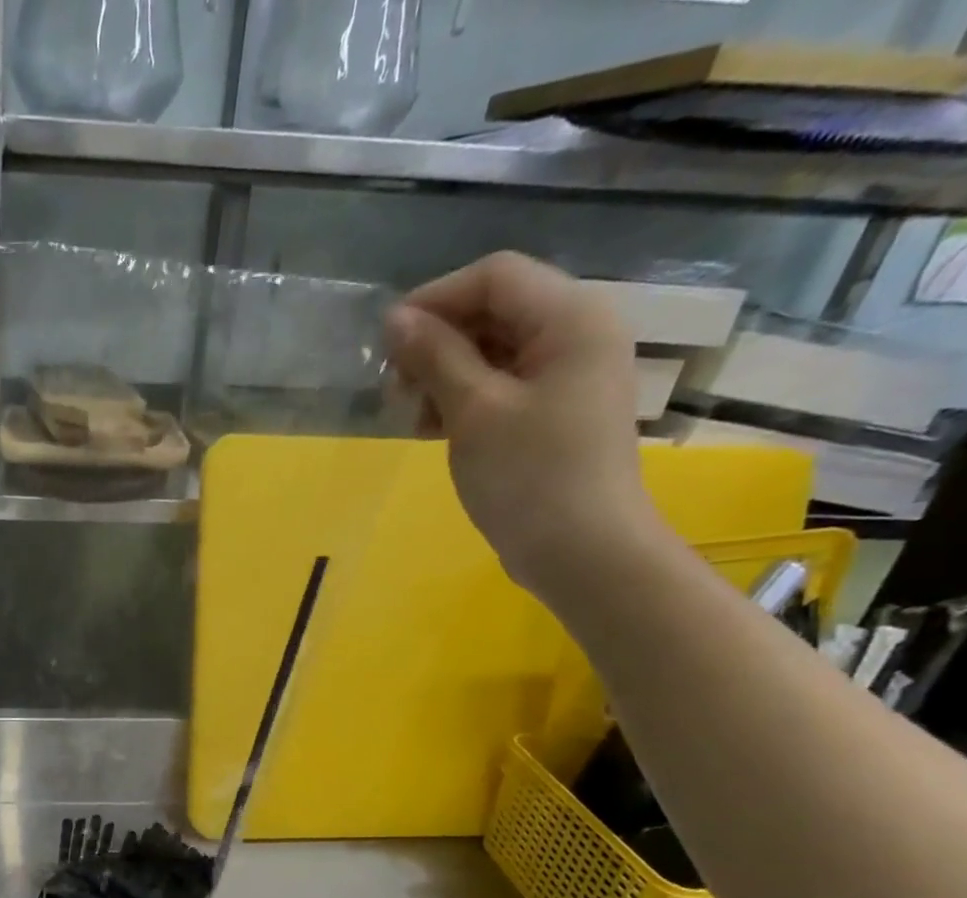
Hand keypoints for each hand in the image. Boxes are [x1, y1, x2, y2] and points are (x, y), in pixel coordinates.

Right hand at [383, 251, 662, 593]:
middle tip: (394, 391)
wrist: (581, 550)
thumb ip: (436, 357)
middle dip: (437, 344)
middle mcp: (577, 333)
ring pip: (493, 351)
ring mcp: (568, 375)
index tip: (385, 344)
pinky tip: (434, 430)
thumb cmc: (529, 476)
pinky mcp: (555, 411)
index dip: (434, 300)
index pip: (494, 277)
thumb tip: (396, 319)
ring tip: (412, 419)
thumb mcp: (473, 411)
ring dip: (444, 376)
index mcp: (571, 317)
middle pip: (494, 311)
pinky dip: (464, 399)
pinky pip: (503, 385)